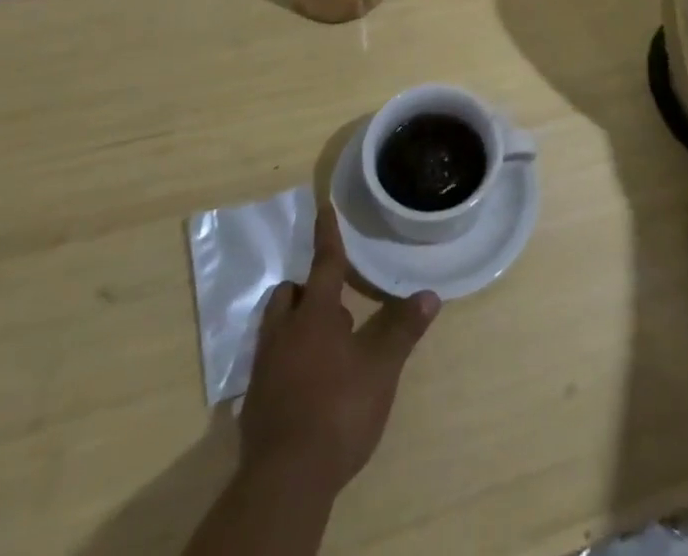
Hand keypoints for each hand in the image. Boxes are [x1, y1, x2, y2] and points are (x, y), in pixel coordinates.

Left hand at [238, 203, 440, 495]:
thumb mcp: (381, 368)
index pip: (323, 264)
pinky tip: (310, 380)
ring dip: (297, 322)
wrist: (286, 480)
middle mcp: (284, 332)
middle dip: (308, 288)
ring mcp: (265, 368)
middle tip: (335, 300)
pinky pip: (271, 361)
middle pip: (289, 294)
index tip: (323, 207)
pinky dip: (288, 357)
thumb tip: (431, 294)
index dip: (328, 236)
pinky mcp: (256, 401)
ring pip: (276, 326)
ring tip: (326, 340)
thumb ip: (403, 329)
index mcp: (315, 315)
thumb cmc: (338, 409)